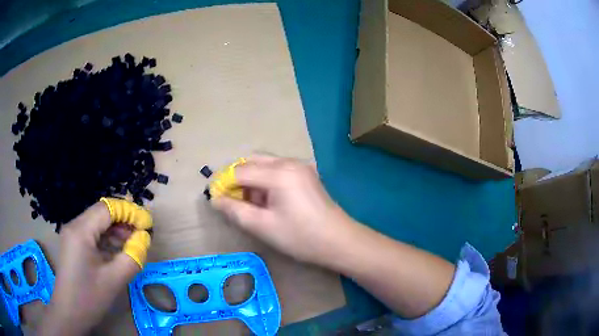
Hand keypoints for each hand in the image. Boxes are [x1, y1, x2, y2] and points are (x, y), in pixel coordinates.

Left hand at [39, 201, 149, 335]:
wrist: (69, 313)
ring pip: (97, 223)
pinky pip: (92, 234)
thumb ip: (132, 257)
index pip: (107, 209)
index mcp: (81, 231)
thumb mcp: (114, 280)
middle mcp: (74, 226)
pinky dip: (107, 238)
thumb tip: (144, 238)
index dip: (129, 212)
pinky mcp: (73, 244)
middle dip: (123, 220)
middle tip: (142, 233)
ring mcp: (72, 235)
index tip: (148, 224)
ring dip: (115, 230)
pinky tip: (117, 250)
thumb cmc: (89, 297)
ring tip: (133, 243)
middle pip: (101, 213)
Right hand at [211, 156, 354, 264]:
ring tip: (247, 203)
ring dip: (250, 179)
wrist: (339, 241)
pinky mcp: (305, 173)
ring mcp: (300, 166)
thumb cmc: (300, 237)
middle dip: (236, 177)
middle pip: (252, 161)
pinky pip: (277, 170)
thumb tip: (215, 199)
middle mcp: (289, 162)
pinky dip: (264, 180)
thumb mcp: (262, 226)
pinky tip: (264, 200)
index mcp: (279, 173)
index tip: (213, 196)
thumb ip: (235, 210)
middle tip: (228, 198)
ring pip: (264, 164)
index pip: (240, 171)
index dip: (223, 182)